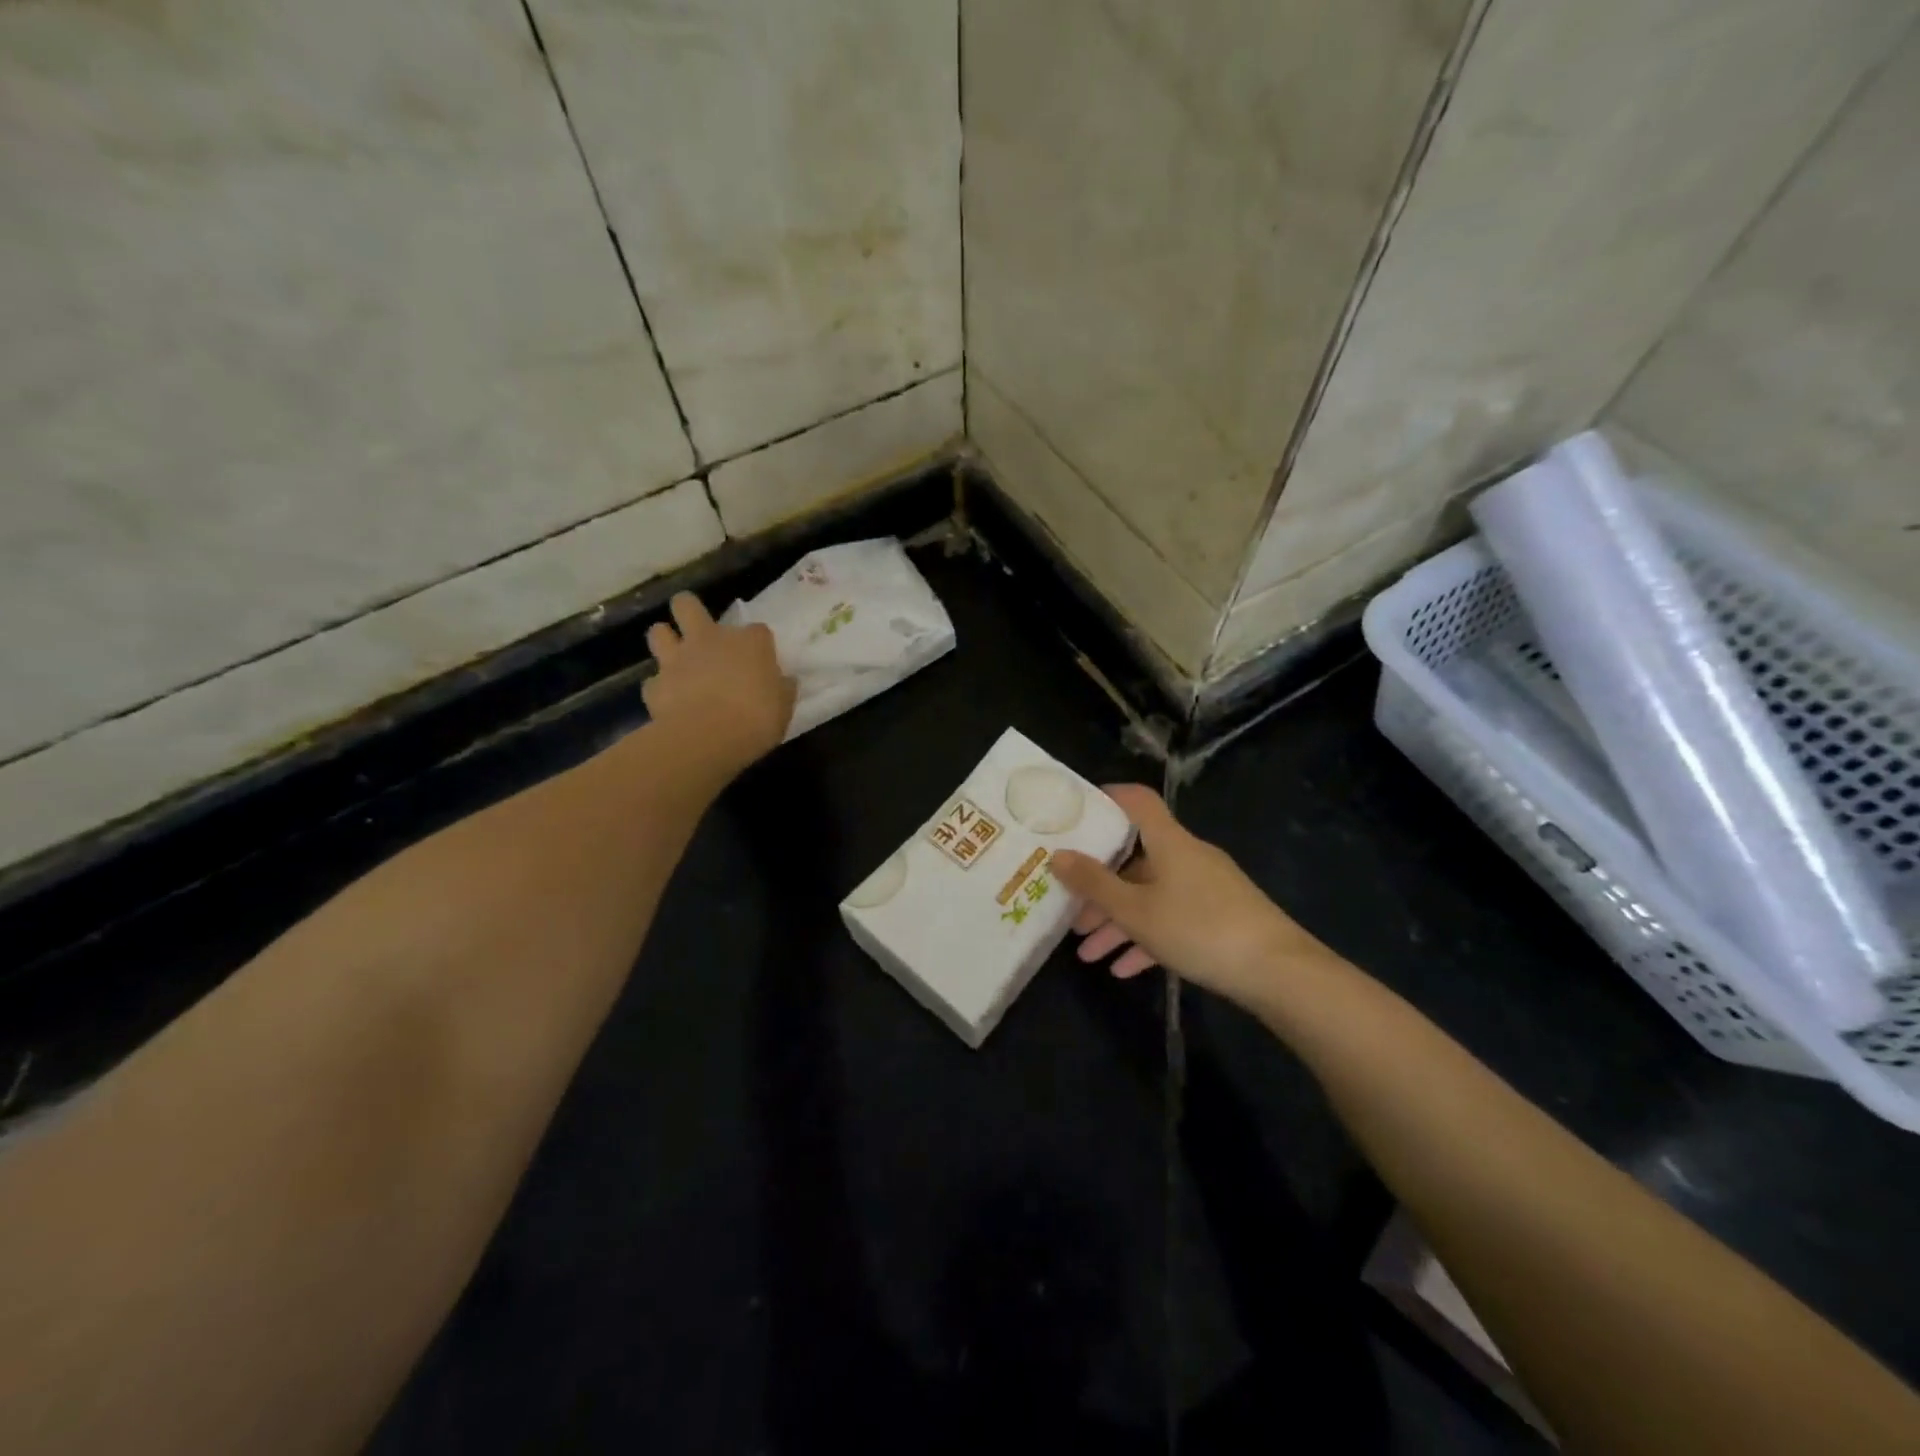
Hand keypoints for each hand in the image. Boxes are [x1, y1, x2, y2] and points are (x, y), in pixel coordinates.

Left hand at [643, 592, 795, 772]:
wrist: (708, 737)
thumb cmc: (757, 719)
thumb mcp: (783, 706)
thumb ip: (781, 689)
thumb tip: (784, 681)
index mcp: (749, 642)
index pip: (757, 630)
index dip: (757, 644)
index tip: (760, 661)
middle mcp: (709, 639)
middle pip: (686, 605)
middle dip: (688, 610)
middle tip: (697, 630)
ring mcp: (677, 659)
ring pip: (658, 632)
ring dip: (665, 641)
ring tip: (675, 659)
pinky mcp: (654, 685)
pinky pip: (653, 681)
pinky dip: (660, 688)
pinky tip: (669, 701)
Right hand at [1051, 785, 1322, 1010]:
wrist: (1278, 972)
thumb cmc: (1199, 929)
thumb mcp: (1136, 911)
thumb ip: (1094, 884)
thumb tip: (1057, 854)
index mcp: (1169, 842)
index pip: (1137, 801)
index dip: (1108, 798)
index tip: (1076, 812)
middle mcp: (1188, 857)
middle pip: (1136, 861)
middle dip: (1101, 889)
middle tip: (1072, 913)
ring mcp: (1207, 888)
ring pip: (1151, 896)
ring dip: (1119, 922)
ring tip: (1089, 955)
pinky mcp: (1221, 917)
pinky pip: (1173, 919)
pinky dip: (1147, 938)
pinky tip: (1125, 969)